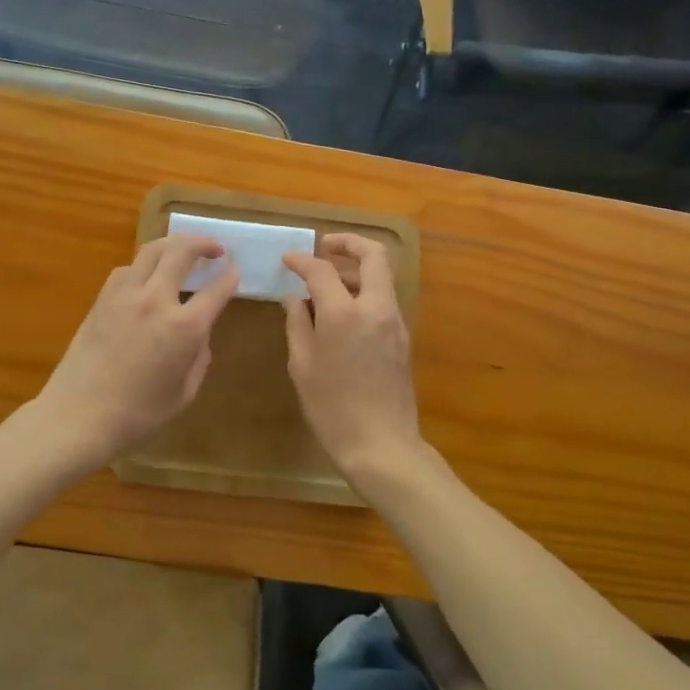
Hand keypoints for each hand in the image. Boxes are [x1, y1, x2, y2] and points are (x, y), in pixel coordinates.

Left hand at [36, 233, 237, 470]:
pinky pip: (127, 269)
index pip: (216, 289)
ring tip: (183, 250)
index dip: (230, 276)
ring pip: (152, 250)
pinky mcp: (102, 299)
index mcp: (184, 327)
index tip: (235, 270)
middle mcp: (156, 300)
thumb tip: (199, 335)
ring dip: (173, 244)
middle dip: (203, 243)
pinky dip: (144, 264)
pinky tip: (147, 276)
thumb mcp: (184, 393)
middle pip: (182, 251)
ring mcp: (125, 295)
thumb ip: (199, 358)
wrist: (78, 416)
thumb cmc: (138, 415)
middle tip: (215, 248)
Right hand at [282, 234, 422, 488]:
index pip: (322, 270)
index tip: (287, 260)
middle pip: (373, 255)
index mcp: (344, 314)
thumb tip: (295, 299)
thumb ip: (298, 324)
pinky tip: (343, 310)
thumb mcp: (303, 366)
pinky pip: (384, 299)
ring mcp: (394, 322)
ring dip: (357, 268)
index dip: (302, 260)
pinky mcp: (402, 337)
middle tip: (325, 246)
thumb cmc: (333, 409)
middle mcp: (375, 308)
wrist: (382, 446)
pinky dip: (365, 290)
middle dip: (348, 243)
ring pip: (382, 276)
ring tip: (329, 281)